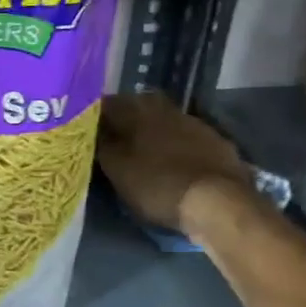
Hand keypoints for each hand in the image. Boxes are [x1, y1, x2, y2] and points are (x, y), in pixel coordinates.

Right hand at [95, 92, 255, 236]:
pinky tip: (174, 161)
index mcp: (137, 110)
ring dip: (152, 132)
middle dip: (125, 121)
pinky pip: (186, 137)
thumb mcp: (117, 170)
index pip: (107, 104)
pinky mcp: (216, 141)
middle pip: (137, 108)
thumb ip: (102, 146)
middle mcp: (165, 108)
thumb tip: (93, 131)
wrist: (218, 202)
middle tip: (114, 141)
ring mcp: (194, 123)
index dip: (95, 117)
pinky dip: (176, 145)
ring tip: (144, 153)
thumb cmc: (158, 185)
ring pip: (164, 121)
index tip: (87, 131)